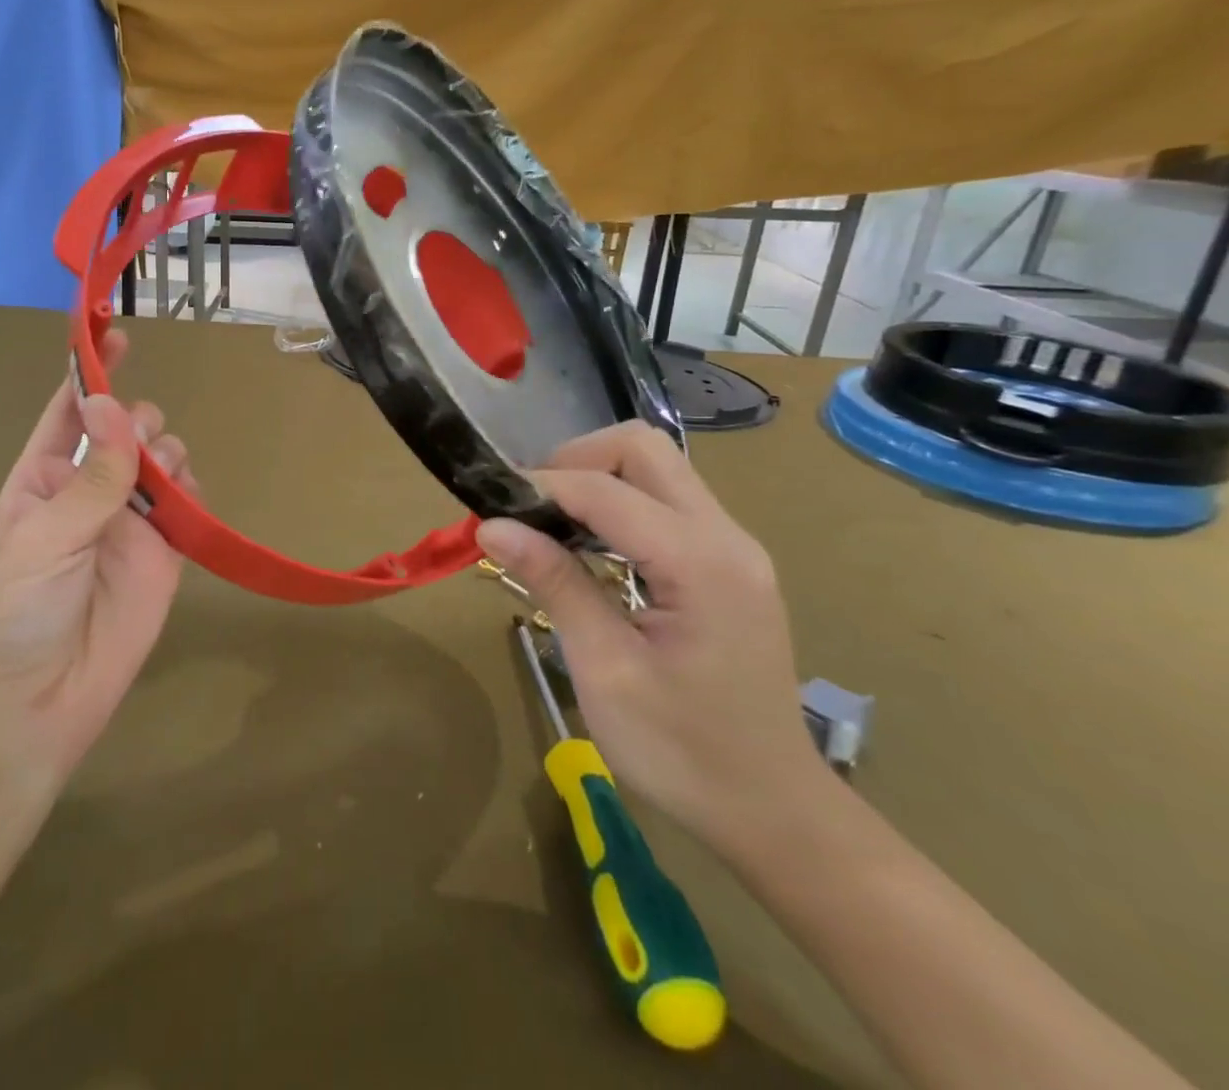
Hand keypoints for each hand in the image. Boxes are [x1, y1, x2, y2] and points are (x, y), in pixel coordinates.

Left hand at [0, 331, 192, 803]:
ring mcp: (128, 524)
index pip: (68, 412)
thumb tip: (119, 409)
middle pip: (125, 429)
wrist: (27, 713)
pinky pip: (188, 506)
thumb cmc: (9, 616)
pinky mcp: (163, 556)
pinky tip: (186, 503)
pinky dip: (193, 492)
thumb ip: (91, 477)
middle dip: (136, 421)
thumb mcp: (41, 538)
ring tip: (161, 478)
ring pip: (162, 460)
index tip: (117, 337)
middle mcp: (87, 492)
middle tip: (138, 442)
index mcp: (41, 478)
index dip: (91, 374)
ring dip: (166, 452)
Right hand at [476, 422, 824, 855]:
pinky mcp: (726, 563)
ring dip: (595, 478)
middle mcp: (726, 537)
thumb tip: (491, 525)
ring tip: (546, 522)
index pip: (605, 489)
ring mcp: (733, 547)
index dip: (540, 486)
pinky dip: (617, 504)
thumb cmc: (683, 752)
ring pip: (656, 468)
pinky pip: (666, 501)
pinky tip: (586, 545)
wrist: (773, 812)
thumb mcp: (605, 669)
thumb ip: (555, 583)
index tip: (487, 505)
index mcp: (701, 563)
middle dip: (575, 460)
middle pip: (643, 449)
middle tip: (528, 505)